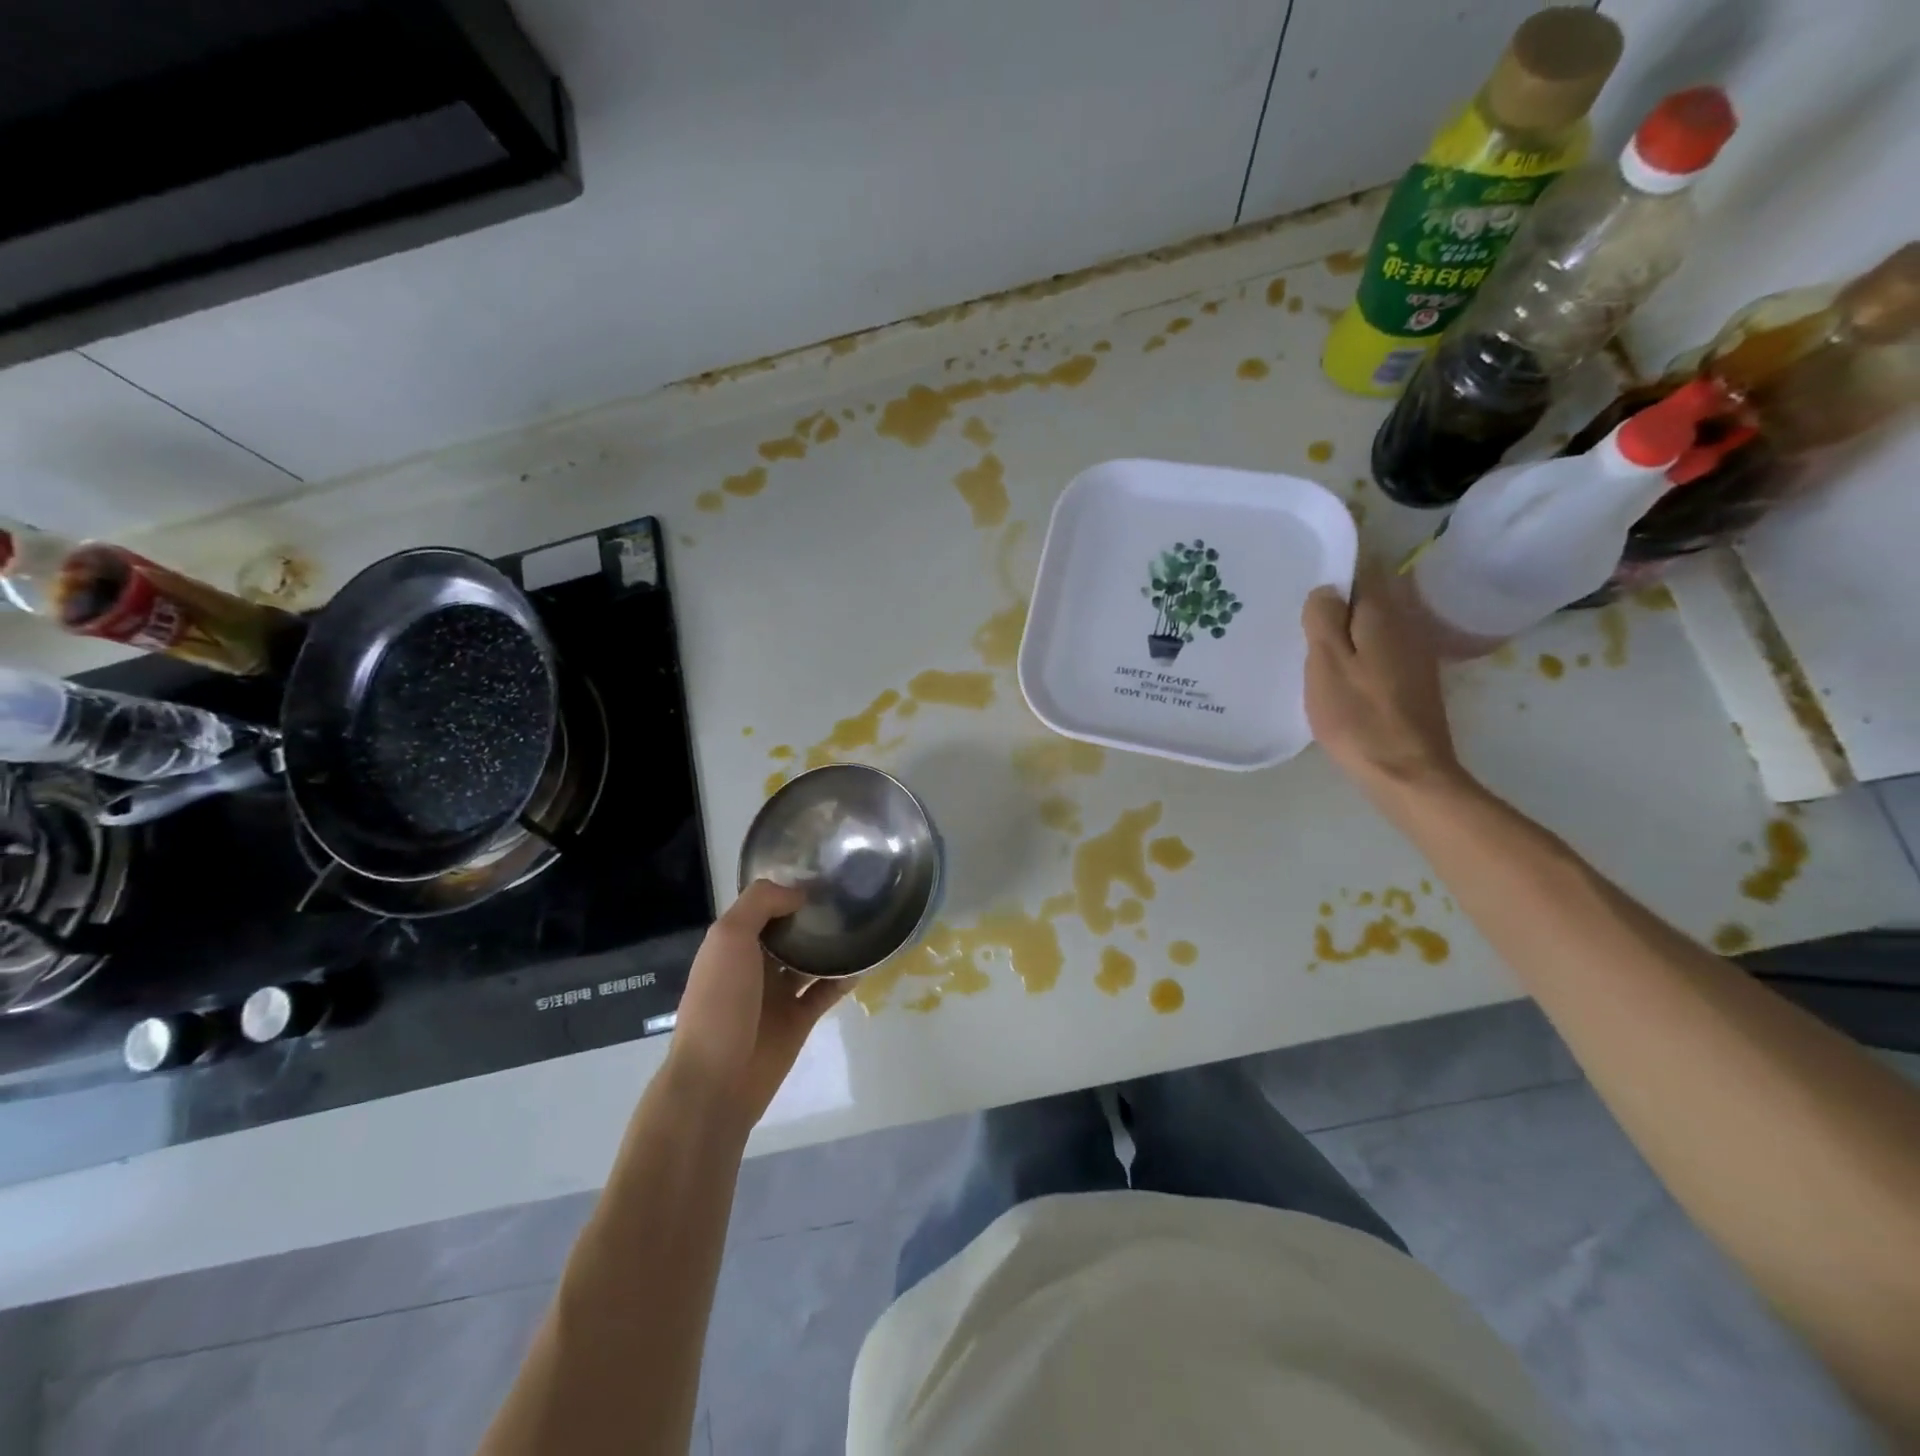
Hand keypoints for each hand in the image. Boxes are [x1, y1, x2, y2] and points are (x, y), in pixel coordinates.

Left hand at [666, 880, 850, 1127]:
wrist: (716, 1082)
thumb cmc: (719, 1003)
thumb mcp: (728, 938)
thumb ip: (761, 904)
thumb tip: (800, 894)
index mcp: (733, 943)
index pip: (764, 906)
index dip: (790, 889)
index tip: (825, 872)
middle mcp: (755, 964)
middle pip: (790, 931)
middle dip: (815, 913)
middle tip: (852, 891)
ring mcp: (778, 993)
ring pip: (810, 959)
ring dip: (833, 943)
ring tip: (865, 919)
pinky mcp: (799, 1019)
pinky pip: (826, 991)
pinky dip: (845, 976)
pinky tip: (866, 960)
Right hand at [1302, 564, 1461, 798]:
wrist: (1405, 772)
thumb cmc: (1357, 716)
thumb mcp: (1326, 664)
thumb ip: (1324, 620)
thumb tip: (1326, 589)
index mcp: (1383, 616)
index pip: (1366, 570)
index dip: (1339, 566)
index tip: (1307, 570)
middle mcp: (1406, 626)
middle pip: (1371, 598)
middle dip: (1339, 598)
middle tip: (1299, 610)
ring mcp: (1414, 656)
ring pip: (1376, 625)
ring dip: (1348, 627)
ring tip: (1311, 639)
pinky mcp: (1413, 682)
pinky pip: (1381, 650)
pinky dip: (1359, 650)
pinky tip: (1337, 669)